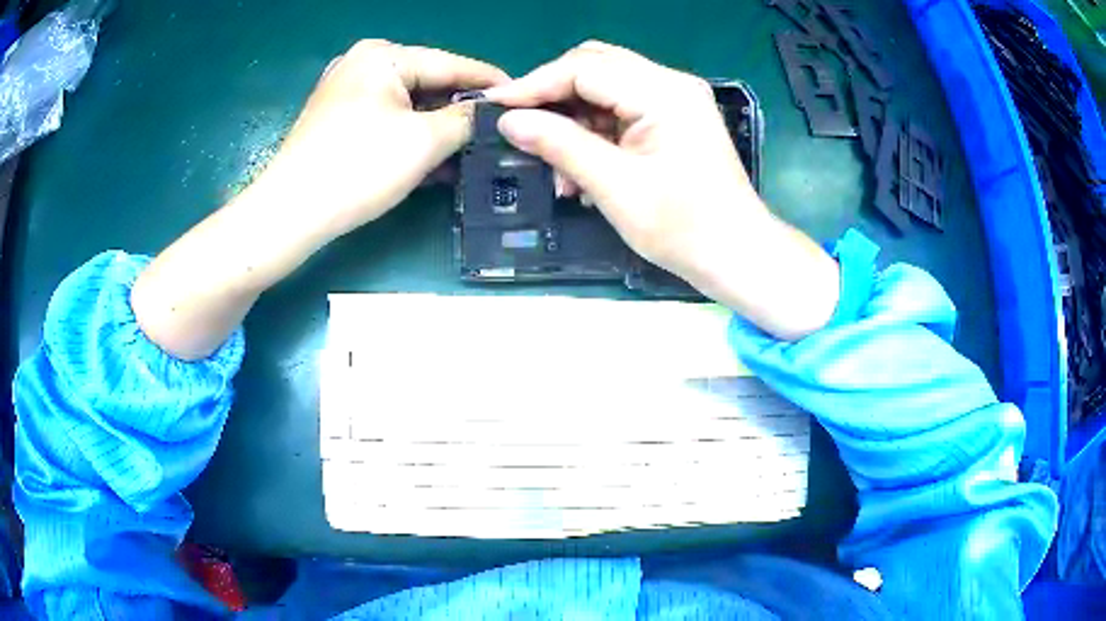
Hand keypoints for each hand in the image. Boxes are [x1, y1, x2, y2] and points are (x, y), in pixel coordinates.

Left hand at [253, 40, 508, 243]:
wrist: (290, 215)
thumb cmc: (357, 168)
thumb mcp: (424, 141)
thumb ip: (467, 119)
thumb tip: (492, 112)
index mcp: (383, 55)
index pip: (451, 64)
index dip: (491, 83)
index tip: (526, 98)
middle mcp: (363, 65)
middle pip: (429, 85)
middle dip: (463, 112)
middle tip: (501, 132)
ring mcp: (347, 94)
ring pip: (409, 108)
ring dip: (440, 132)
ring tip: (477, 152)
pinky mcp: (339, 123)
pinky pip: (388, 123)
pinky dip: (412, 141)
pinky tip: (439, 162)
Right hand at [486, 41, 838, 338]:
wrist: (737, 255)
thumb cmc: (683, 227)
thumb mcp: (614, 186)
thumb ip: (560, 145)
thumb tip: (509, 121)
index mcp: (662, 92)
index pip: (584, 68)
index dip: (535, 84)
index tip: (495, 106)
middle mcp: (670, 84)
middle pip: (594, 68)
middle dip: (553, 97)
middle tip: (521, 129)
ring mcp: (674, 100)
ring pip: (604, 90)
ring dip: (573, 122)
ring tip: (556, 170)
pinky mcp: (672, 120)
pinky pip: (620, 112)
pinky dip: (594, 135)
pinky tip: (581, 173)